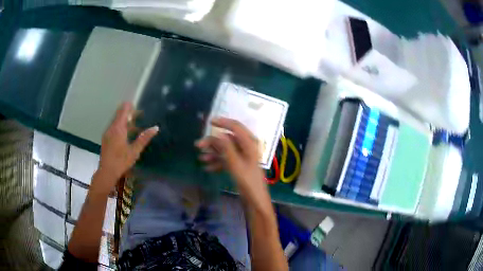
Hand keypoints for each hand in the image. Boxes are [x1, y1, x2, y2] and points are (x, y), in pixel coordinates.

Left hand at [94, 102, 158, 192]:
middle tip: (140, 116)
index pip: (123, 110)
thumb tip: (156, 128)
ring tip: (135, 127)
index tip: (138, 108)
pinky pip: (113, 127)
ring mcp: (107, 133)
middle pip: (119, 114)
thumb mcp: (134, 151)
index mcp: (118, 128)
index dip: (130, 106)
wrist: (106, 172)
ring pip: (116, 121)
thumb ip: (144, 138)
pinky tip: (126, 135)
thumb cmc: (121, 161)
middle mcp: (111, 127)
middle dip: (129, 113)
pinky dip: (120, 127)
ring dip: (125, 121)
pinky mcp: (105, 138)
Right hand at [196, 118, 264, 191]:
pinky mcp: (239, 165)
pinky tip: (208, 168)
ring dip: (213, 153)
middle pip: (227, 139)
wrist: (254, 200)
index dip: (223, 122)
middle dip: (213, 142)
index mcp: (249, 143)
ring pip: (225, 150)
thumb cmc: (247, 181)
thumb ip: (227, 148)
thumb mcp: (235, 164)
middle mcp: (246, 147)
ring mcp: (243, 156)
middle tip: (198, 146)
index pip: (236, 127)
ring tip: (201, 158)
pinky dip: (217, 162)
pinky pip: (226, 159)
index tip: (209, 121)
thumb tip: (218, 133)